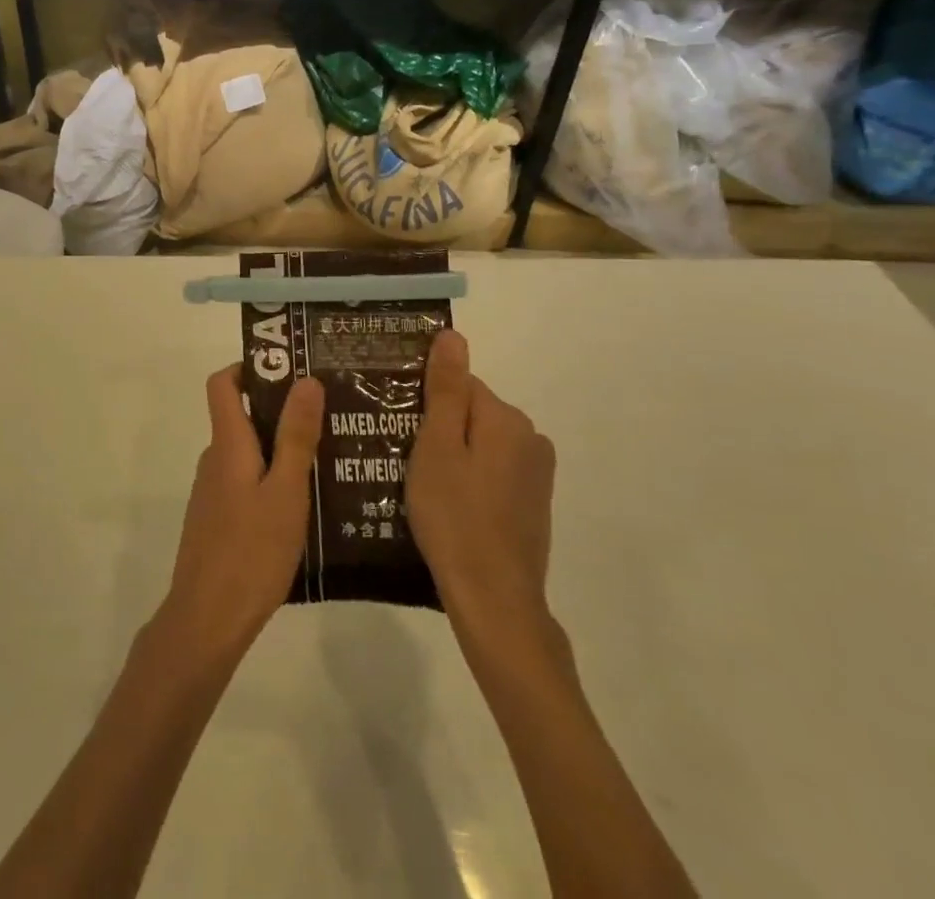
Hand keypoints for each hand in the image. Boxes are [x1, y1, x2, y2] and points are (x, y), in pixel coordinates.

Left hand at [158, 366, 323, 665]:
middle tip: (328, 417)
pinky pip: (246, 483)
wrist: (208, 618)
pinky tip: (305, 505)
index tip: (288, 369)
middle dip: (280, 411)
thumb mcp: (286, 492)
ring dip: (280, 450)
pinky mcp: (218, 520)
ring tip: (328, 460)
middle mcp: (215, 459)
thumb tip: (305, 380)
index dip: (248, 367)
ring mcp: (213, 492)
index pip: (222, 384)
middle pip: (240, 417)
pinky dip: (271, 481)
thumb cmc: (252, 551)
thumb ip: (295, 437)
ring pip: (247, 454)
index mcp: (227, 444)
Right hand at [407, 331, 556, 647]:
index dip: (424, 401)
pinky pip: (491, 469)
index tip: (398, 425)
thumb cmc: (454, 516)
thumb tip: (453, 336)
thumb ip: (446, 389)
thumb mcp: (437, 447)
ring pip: (479, 441)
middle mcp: (530, 437)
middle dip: (437, 426)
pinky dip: (468, 477)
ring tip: (418, 482)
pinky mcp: (533, 500)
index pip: (457, 383)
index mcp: (505, 418)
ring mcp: (535, 472)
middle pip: (470, 411)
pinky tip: (446, 503)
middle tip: (401, 456)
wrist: (494, 598)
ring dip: (451, 453)